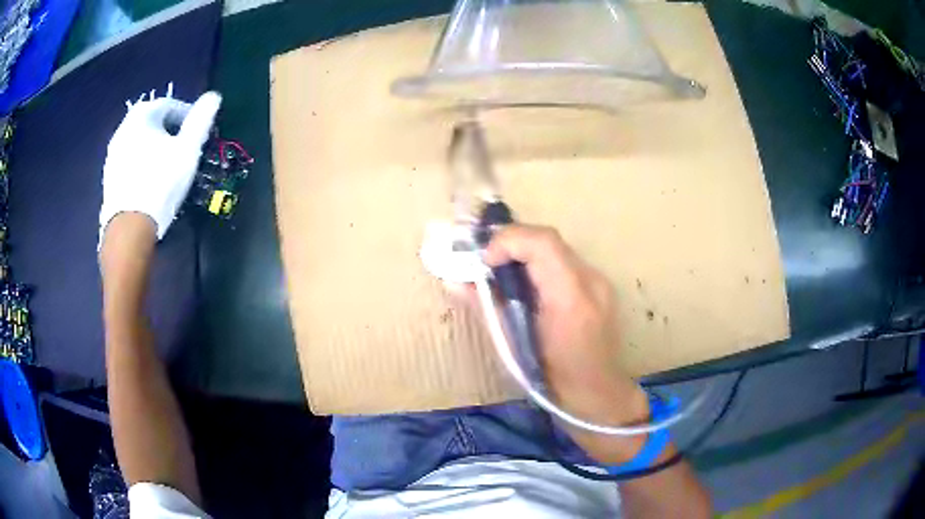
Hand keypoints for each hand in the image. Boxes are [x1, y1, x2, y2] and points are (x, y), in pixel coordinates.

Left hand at [99, 89, 221, 243]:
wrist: (129, 228)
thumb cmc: (160, 183)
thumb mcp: (188, 149)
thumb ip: (201, 120)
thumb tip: (214, 96)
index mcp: (142, 116)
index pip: (169, 104)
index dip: (186, 114)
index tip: (197, 131)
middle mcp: (123, 129)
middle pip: (151, 122)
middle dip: (169, 130)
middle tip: (182, 146)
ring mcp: (113, 154)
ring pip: (139, 141)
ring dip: (154, 146)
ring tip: (167, 164)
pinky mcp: (109, 176)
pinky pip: (129, 159)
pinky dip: (141, 162)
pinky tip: (150, 179)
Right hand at [484, 225, 649, 462]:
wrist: (597, 396)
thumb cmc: (553, 382)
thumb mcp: (514, 348)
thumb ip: (487, 308)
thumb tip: (456, 281)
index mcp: (571, 300)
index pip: (542, 243)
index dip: (507, 240)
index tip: (484, 260)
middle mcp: (591, 282)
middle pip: (549, 240)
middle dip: (512, 243)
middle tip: (486, 261)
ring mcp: (600, 283)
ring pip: (557, 249)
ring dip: (525, 253)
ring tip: (502, 271)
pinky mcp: (600, 287)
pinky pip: (565, 263)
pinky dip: (540, 264)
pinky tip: (527, 285)